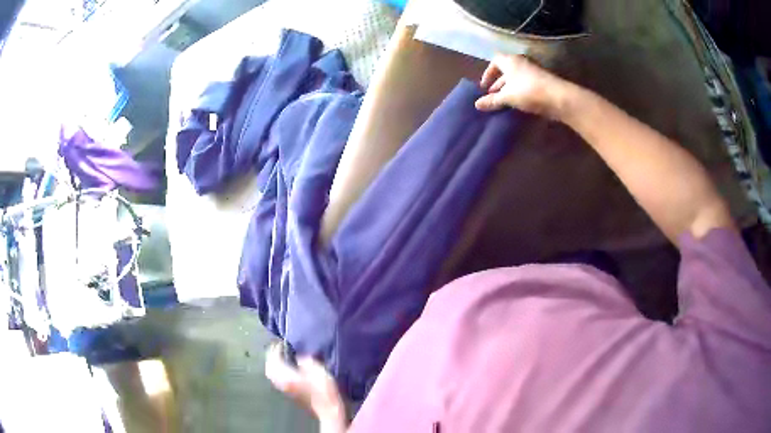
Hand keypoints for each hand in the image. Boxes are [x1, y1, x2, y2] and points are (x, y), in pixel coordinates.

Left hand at [265, 343, 346, 430]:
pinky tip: (286, 368)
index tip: (281, 342)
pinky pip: (278, 379)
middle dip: (271, 357)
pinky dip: (278, 371)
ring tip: (281, 357)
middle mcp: (281, 382)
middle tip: (277, 348)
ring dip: (274, 364)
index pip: (274, 360)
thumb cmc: (324, 390)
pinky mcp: (290, 393)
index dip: (276, 349)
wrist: (328, 410)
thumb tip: (298, 358)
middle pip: (269, 368)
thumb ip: (305, 360)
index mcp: (286, 376)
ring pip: (272, 374)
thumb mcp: (317, 370)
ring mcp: (285, 389)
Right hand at [475, 54, 569, 118]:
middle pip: (506, 69)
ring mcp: (533, 70)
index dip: (488, 73)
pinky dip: (520, 91)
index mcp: (510, 61)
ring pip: (516, 77)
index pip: (494, 61)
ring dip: (509, 87)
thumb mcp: (508, 97)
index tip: (485, 86)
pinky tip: (519, 103)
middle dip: (498, 82)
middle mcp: (521, 62)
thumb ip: (492, 100)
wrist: (559, 98)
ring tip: (504, 100)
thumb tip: (477, 104)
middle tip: (493, 95)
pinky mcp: (542, 80)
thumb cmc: (529, 92)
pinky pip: (526, 83)